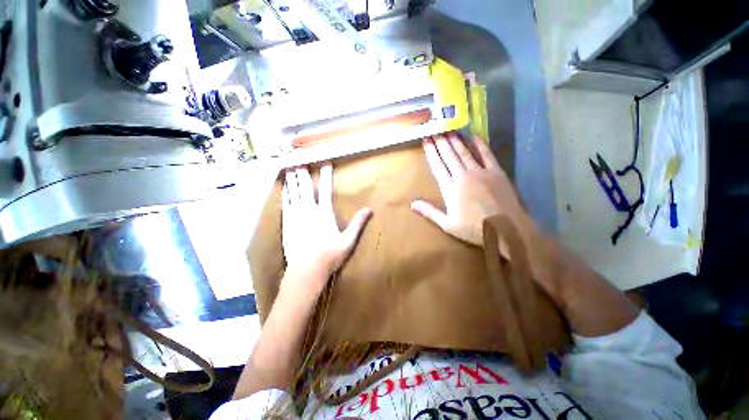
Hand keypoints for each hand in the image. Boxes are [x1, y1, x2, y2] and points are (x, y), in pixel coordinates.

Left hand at [282, 164, 372, 284]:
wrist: (305, 270)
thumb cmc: (329, 256)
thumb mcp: (348, 241)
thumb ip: (358, 224)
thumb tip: (369, 210)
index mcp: (324, 213)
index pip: (325, 189)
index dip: (326, 175)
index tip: (325, 162)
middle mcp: (309, 210)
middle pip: (306, 187)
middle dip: (304, 171)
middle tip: (300, 158)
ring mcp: (296, 216)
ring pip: (294, 192)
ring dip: (293, 179)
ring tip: (290, 166)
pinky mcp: (287, 223)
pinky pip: (286, 203)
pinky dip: (286, 193)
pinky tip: (285, 187)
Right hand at [411, 133, 525, 245]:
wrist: (506, 230)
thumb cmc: (474, 229)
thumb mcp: (448, 224)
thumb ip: (429, 212)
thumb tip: (412, 204)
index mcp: (450, 188)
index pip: (438, 166)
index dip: (431, 152)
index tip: (426, 140)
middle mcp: (463, 176)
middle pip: (449, 156)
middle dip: (441, 142)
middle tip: (435, 129)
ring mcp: (480, 172)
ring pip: (465, 152)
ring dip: (456, 141)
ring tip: (449, 130)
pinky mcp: (496, 172)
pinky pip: (486, 155)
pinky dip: (480, 145)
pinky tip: (475, 136)